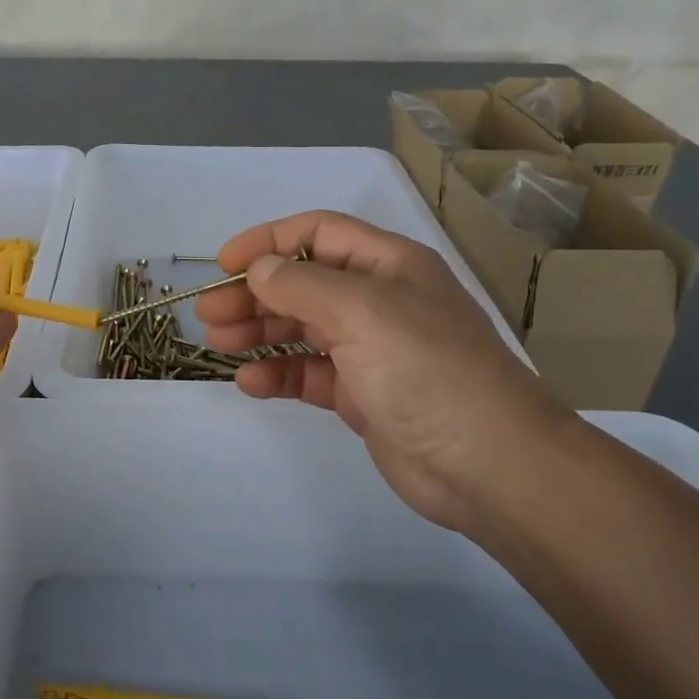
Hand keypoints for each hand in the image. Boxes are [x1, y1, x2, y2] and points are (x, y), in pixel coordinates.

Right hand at [195, 211, 576, 529]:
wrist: (488, 464)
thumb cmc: (427, 370)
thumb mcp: (362, 311)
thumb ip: (302, 285)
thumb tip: (259, 270)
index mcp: (387, 264)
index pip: (318, 233)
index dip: (268, 242)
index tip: (223, 264)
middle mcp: (378, 300)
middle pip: (302, 282)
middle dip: (254, 293)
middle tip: (209, 314)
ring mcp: (370, 350)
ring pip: (301, 329)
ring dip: (258, 331)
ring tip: (219, 343)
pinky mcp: (362, 395)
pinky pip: (309, 374)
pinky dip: (278, 374)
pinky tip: (250, 383)